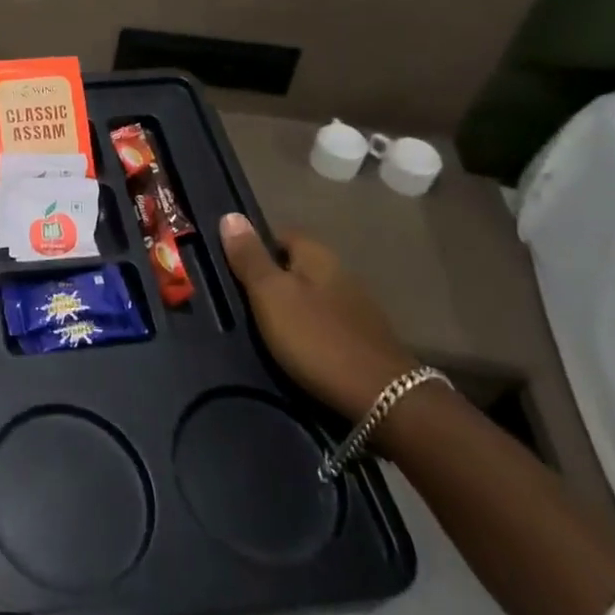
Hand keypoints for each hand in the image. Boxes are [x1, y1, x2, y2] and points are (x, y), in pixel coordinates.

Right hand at [219, 215, 417, 420]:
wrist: (383, 399)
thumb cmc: (316, 338)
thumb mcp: (270, 295)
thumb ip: (250, 258)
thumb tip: (230, 215)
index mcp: (318, 255)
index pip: (282, 234)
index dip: (256, 247)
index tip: (233, 268)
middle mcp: (342, 273)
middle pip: (298, 266)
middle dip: (273, 278)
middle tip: (243, 301)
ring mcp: (358, 308)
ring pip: (313, 296)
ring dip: (292, 306)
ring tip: (266, 328)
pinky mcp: (366, 340)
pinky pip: (327, 323)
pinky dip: (310, 330)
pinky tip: (298, 349)